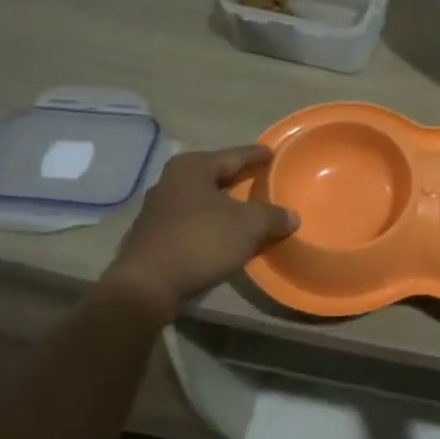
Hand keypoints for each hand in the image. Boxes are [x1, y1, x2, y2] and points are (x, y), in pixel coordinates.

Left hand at [107, 145, 298, 312]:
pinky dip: (209, 225)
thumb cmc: (201, 240)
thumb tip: (292, 216)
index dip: (256, 155)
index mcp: (192, 167)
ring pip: (201, 201)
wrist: (147, 285)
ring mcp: (157, 210)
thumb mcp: (248, 226)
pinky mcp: (152, 237)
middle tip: (262, 181)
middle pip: (215, 176)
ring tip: (246, 211)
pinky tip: (223, 236)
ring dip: (223, 206)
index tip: (273, 154)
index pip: (234, 155)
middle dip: (238, 180)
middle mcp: (170, 181)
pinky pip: (191, 223)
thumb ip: (273, 216)